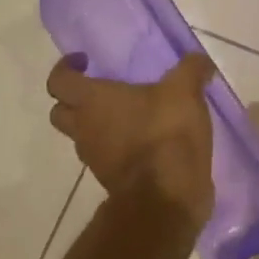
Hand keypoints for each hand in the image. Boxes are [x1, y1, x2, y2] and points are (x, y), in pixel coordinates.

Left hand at [46, 52, 216, 226]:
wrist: (167, 197)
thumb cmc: (165, 133)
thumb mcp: (185, 90)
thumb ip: (191, 69)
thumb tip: (199, 61)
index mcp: (93, 101)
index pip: (59, 81)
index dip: (66, 68)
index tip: (85, 62)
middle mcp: (84, 129)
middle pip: (61, 112)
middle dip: (75, 100)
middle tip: (103, 91)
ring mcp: (95, 159)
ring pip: (83, 137)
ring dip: (99, 126)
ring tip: (132, 115)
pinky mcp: (112, 180)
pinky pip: (108, 157)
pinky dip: (120, 147)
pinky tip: (149, 140)